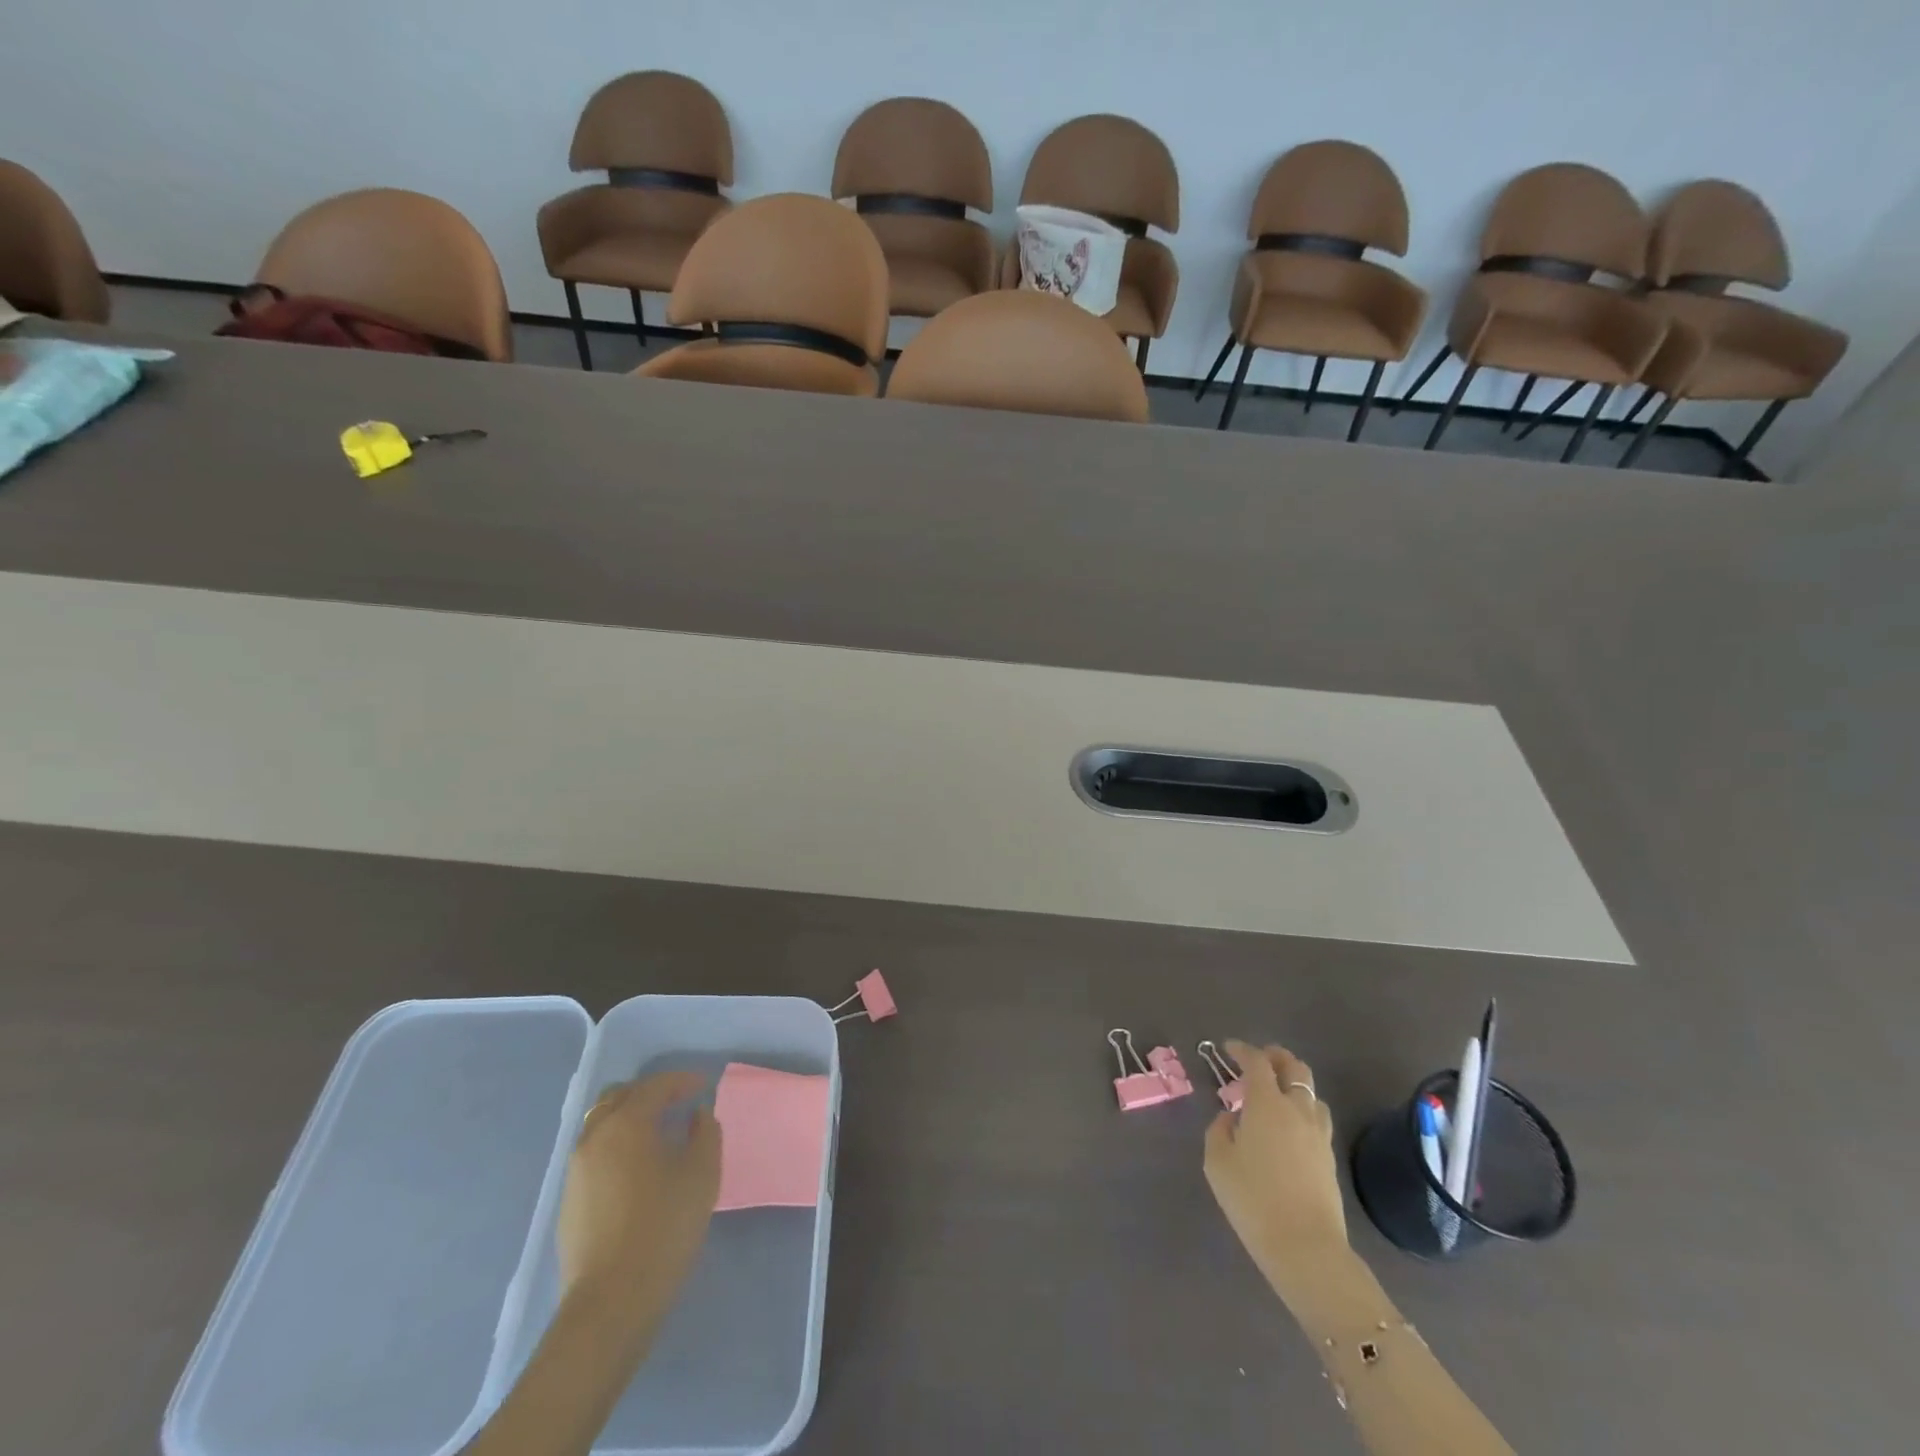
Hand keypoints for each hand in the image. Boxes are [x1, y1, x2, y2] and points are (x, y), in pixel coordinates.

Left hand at [557, 1072, 721, 1307]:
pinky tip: (638, 1169)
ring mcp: (575, 1171)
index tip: (704, 1086)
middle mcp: (594, 1137)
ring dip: (630, 1119)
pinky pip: (595, 1154)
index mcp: (626, 1124)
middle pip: (619, 1097)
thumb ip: (705, 1133)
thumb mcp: (702, 1174)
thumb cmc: (663, 1227)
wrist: (610, 1303)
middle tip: (677, 1103)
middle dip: (649, 1093)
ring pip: (601, 1125)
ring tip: (658, 1135)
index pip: (655, 1086)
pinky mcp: (569, 1201)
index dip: (682, 1081)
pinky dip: (617, 1146)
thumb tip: (697, 1116)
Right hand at [1204, 1041, 1346, 1299]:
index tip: (1228, 1048)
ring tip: (1275, 1094)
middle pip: (1294, 1068)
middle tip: (1258, 1060)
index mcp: (1267, 1104)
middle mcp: (1297, 1110)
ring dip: (1293, 1083)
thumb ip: (1219, 1131)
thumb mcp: (1218, 1162)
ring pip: (1311, 1093)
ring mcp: (1318, 1134)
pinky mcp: (1330, 1158)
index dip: (1242, 1050)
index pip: (1257, 1062)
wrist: (1305, 1249)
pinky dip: (1302, 1109)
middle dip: (1276, 1057)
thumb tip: (1230, 1119)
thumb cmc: (1253, 1200)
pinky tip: (1288, 1127)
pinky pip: (1317, 1118)